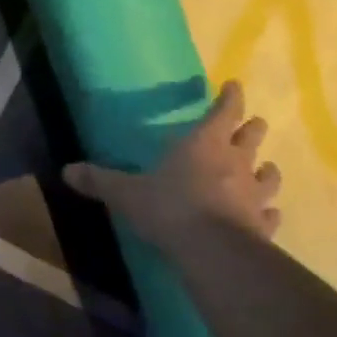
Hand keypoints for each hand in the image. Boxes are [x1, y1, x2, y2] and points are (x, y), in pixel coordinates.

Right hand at [62, 81, 281, 254]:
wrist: (212, 251)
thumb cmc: (169, 208)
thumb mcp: (126, 193)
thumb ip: (100, 180)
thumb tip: (66, 170)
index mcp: (205, 144)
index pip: (225, 110)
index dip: (231, 97)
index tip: (235, 86)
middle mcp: (236, 162)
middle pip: (253, 136)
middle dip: (251, 129)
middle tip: (250, 126)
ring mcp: (255, 194)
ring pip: (269, 174)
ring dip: (266, 169)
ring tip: (263, 169)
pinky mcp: (263, 224)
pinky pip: (271, 213)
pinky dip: (268, 212)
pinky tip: (266, 215)